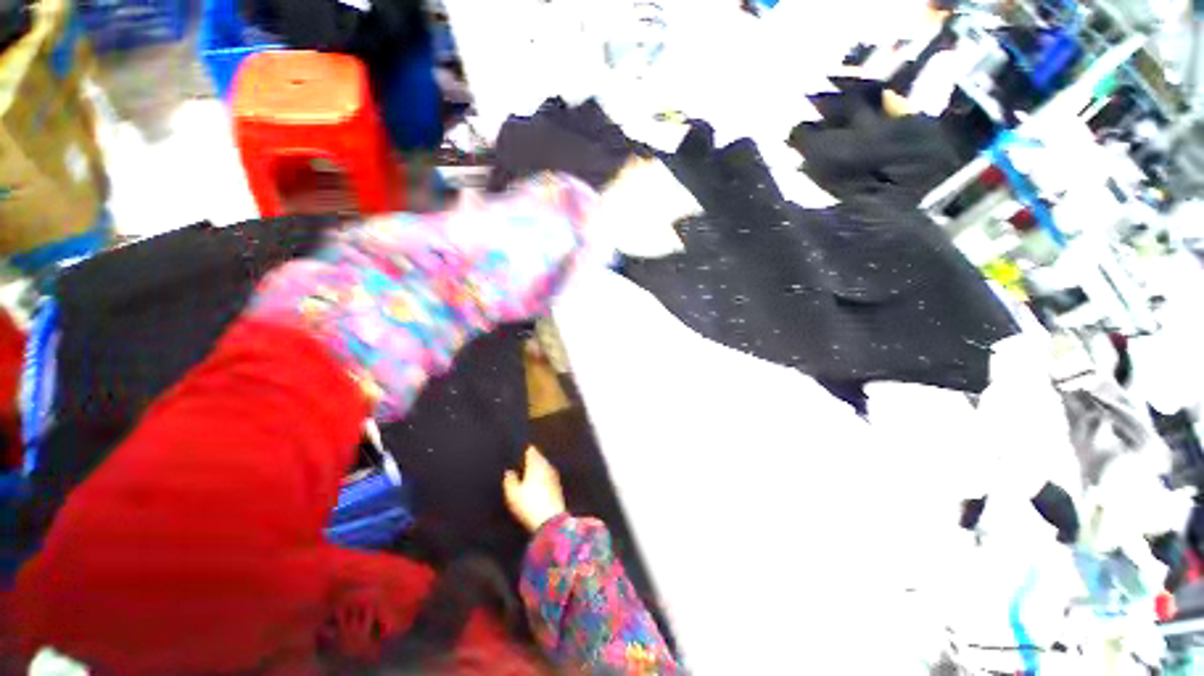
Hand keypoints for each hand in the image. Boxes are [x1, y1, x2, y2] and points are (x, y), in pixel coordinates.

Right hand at [503, 446, 566, 532]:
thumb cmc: (529, 504)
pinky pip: (549, 477)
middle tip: (527, 457)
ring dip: (540, 467)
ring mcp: (554, 477)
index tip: (524, 449)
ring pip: (546, 467)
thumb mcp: (513, 493)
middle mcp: (547, 467)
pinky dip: (544, 476)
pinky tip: (540, 482)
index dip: (528, 450)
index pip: (532, 452)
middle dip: (535, 457)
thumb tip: (509, 471)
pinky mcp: (558, 488)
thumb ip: (510, 480)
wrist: (550, 520)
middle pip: (540, 458)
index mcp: (536, 465)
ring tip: (532, 469)